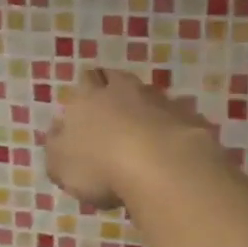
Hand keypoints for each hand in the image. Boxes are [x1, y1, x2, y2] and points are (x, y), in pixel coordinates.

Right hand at [45, 68, 222, 210]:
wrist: (161, 165)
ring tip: (144, 146)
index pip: (86, 81)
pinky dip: (171, 133)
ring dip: (146, 117)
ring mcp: (161, 100)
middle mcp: (125, 89)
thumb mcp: (60, 164)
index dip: (87, 94)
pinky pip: (176, 122)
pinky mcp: (191, 118)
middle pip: (120, 84)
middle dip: (117, 100)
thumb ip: (56, 146)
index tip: (88, 115)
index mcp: (89, 95)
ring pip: (150, 101)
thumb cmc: (99, 165)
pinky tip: (170, 156)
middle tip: (115, 127)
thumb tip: (59, 132)